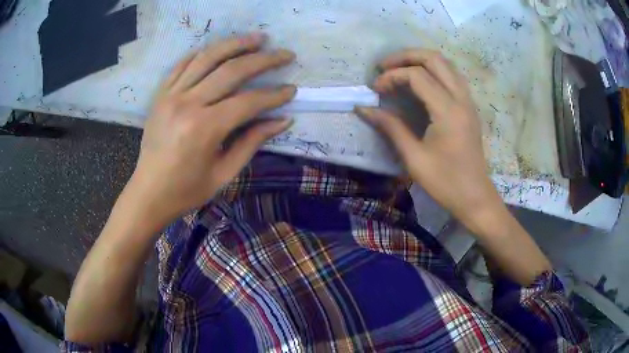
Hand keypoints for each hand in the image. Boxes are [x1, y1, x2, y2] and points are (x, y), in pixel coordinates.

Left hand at [129, 33, 295, 223]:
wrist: (148, 193)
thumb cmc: (186, 190)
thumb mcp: (224, 173)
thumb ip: (252, 142)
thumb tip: (283, 120)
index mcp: (204, 129)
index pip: (248, 101)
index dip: (274, 95)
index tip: (292, 90)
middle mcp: (187, 104)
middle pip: (231, 70)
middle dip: (263, 60)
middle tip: (285, 54)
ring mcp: (171, 95)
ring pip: (207, 57)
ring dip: (236, 44)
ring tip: (258, 38)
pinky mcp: (161, 94)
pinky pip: (183, 64)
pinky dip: (203, 53)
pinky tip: (220, 48)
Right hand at [356, 49, 503, 229]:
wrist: (475, 197)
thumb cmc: (445, 183)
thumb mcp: (414, 158)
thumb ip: (390, 127)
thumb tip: (364, 109)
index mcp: (448, 111)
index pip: (417, 75)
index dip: (392, 76)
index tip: (375, 89)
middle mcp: (461, 98)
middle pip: (434, 58)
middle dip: (405, 56)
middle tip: (384, 66)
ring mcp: (468, 101)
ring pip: (445, 63)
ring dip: (420, 60)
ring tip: (399, 69)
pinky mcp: (469, 106)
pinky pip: (451, 75)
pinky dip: (433, 70)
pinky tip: (420, 81)